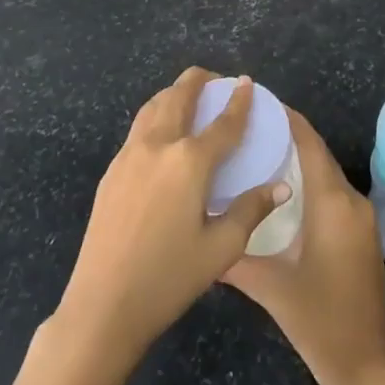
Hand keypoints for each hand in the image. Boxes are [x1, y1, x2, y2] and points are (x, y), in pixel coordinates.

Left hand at [54, 68, 291, 371]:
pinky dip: (155, 114)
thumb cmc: (169, 278)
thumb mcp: (221, 248)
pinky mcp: (111, 172)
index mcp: (189, 162)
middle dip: (198, 81)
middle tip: (215, 80)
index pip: (222, 123)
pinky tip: (163, 133)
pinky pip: (138, 128)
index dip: (238, 102)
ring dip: (173, 93)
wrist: (103, 304)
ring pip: (152, 107)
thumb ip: (251, 210)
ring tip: (188, 95)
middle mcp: (158, 146)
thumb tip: (281, 187)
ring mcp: (129, 156)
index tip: (247, 83)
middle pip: (179, 97)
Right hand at [224, 109, 384, 384]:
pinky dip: (308, 183)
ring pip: (325, 174)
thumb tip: (201, 234)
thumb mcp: (271, 288)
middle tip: (246, 129)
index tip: (258, 101)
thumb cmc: (320, 321)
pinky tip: (279, 191)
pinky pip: (332, 193)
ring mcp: (360, 217)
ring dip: (297, 160)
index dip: (287, 118)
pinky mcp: (361, 233)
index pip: (310, 143)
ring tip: (256, 153)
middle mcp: (351, 201)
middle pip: (317, 154)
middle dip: (286, 136)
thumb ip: (235, 256)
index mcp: (333, 203)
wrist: (367, 364)